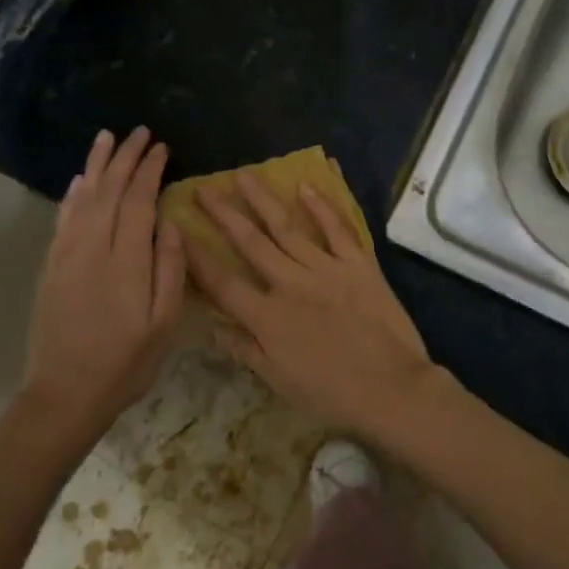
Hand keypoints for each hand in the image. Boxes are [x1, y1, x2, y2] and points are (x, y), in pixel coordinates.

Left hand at [23, 128, 185, 448]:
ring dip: (97, 165)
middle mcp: (93, 249)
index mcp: (126, 262)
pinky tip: (82, 180)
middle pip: (110, 191)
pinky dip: (74, 195)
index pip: (138, 202)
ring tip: (107, 137)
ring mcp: (67, 256)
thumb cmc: (125, 364)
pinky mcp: (51, 267)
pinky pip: (63, 220)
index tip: (162, 148)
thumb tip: (172, 225)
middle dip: (126, 158)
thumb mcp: (164, 324)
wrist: (64, 396)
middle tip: (140, 132)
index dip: (150, 172)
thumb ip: (171, 270)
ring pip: (84, 198)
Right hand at [184, 172, 438, 435]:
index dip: (196, 256)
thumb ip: (244, 349)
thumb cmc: (331, 393)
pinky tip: (306, 185)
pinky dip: (322, 206)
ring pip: (287, 227)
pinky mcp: (358, 263)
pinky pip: (337, 228)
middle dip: (224, 214)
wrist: (391, 388)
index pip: (222, 282)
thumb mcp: (278, 380)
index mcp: (267, 317)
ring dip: (263, 199)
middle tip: (204, 188)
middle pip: (250, 243)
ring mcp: (326, 269)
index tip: (177, 230)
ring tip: (244, 175)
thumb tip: (211, 327)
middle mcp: (290, 284)